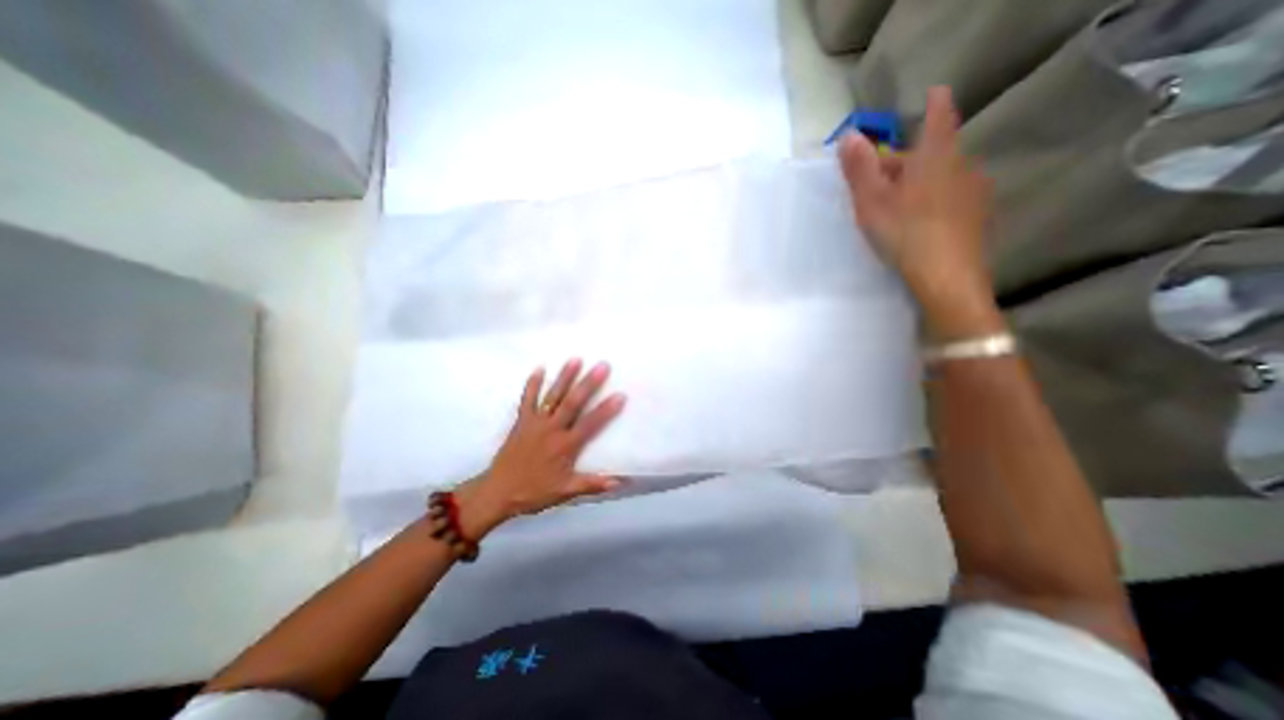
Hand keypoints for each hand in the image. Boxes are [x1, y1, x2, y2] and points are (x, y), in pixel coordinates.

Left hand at [457, 358, 626, 537]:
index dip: (606, 410)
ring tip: (576, 359)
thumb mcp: (565, 491)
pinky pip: (527, 399)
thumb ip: (591, 484)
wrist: (498, 492)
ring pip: (552, 396)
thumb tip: (619, 482)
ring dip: (564, 377)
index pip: (590, 425)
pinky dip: (532, 384)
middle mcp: (552, 429)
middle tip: (602, 366)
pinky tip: (540, 368)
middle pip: (572, 403)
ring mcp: (535, 422)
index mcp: (565, 446)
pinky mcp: (521, 421)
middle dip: (588, 384)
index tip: (620, 395)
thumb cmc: (534, 492)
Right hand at [844, 85, 990, 312]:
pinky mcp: (978, 216)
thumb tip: (848, 136)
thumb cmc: (904, 234)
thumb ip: (859, 169)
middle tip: (877, 181)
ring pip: (943, 177)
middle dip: (906, 160)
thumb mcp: (871, 202)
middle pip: (933, 152)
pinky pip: (952, 197)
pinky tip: (919, 223)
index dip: (934, 103)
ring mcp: (975, 192)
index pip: (938, 116)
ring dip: (919, 182)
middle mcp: (962, 166)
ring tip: (896, 205)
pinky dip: (934, 200)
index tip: (932, 93)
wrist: (946, 279)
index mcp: (935, 157)